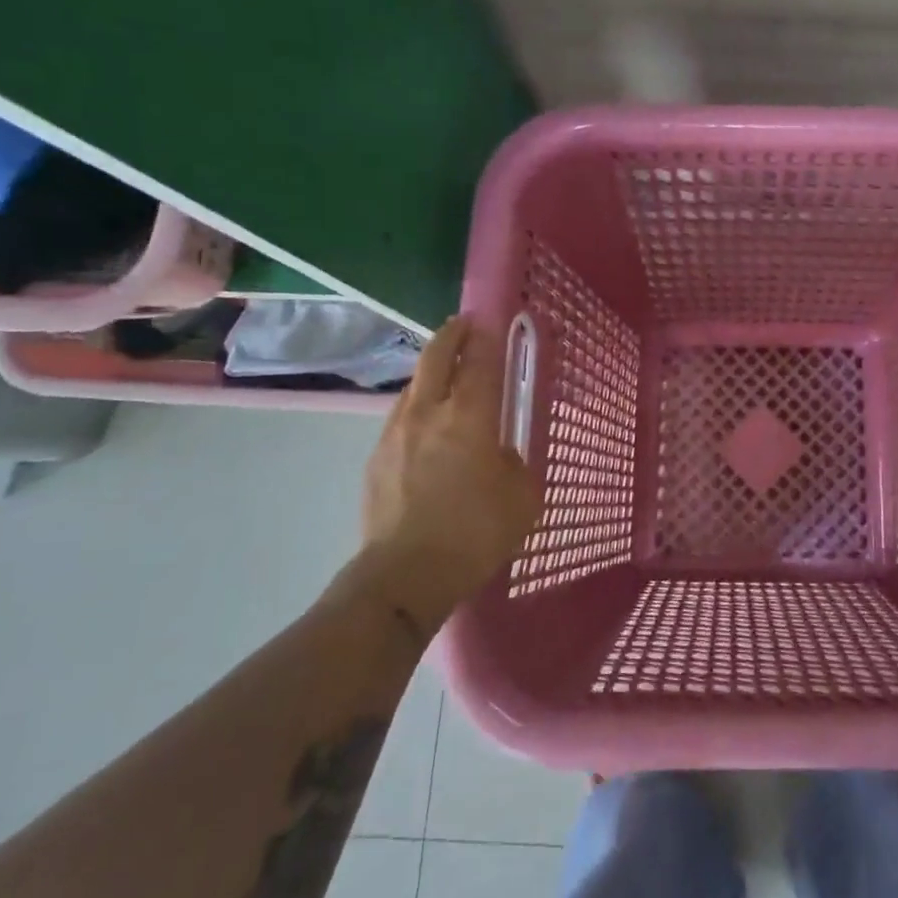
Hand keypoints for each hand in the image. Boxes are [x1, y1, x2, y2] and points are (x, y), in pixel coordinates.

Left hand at [348, 316, 541, 627]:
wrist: (405, 575)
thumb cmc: (475, 533)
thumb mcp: (522, 497)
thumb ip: (514, 463)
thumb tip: (499, 453)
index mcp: (469, 416)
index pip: (479, 362)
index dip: (487, 339)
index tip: (492, 323)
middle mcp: (428, 412)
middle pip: (436, 357)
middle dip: (451, 336)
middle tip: (464, 328)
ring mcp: (395, 433)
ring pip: (413, 384)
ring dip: (431, 370)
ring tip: (446, 374)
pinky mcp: (376, 458)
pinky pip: (401, 416)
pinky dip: (417, 405)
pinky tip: (426, 423)